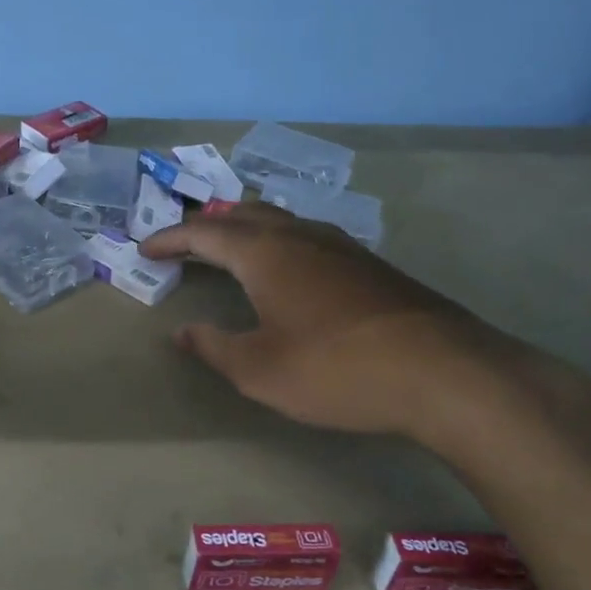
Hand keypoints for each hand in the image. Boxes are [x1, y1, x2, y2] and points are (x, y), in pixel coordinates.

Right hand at [138, 203, 535, 441]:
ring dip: (245, 229)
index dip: (170, 239)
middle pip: (243, 215)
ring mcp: (341, 246)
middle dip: (206, 226)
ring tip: (229, 248)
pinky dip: (278, 242)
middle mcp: (301, 236)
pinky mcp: (370, 265)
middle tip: (183, 243)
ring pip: (280, 220)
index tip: (145, 249)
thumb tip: (183, 332)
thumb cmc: (337, 370)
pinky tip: (288, 268)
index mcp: (265, 253)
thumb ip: (215, 347)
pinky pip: (308, 236)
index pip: (204, 234)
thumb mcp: (260, 370)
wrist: (445, 374)